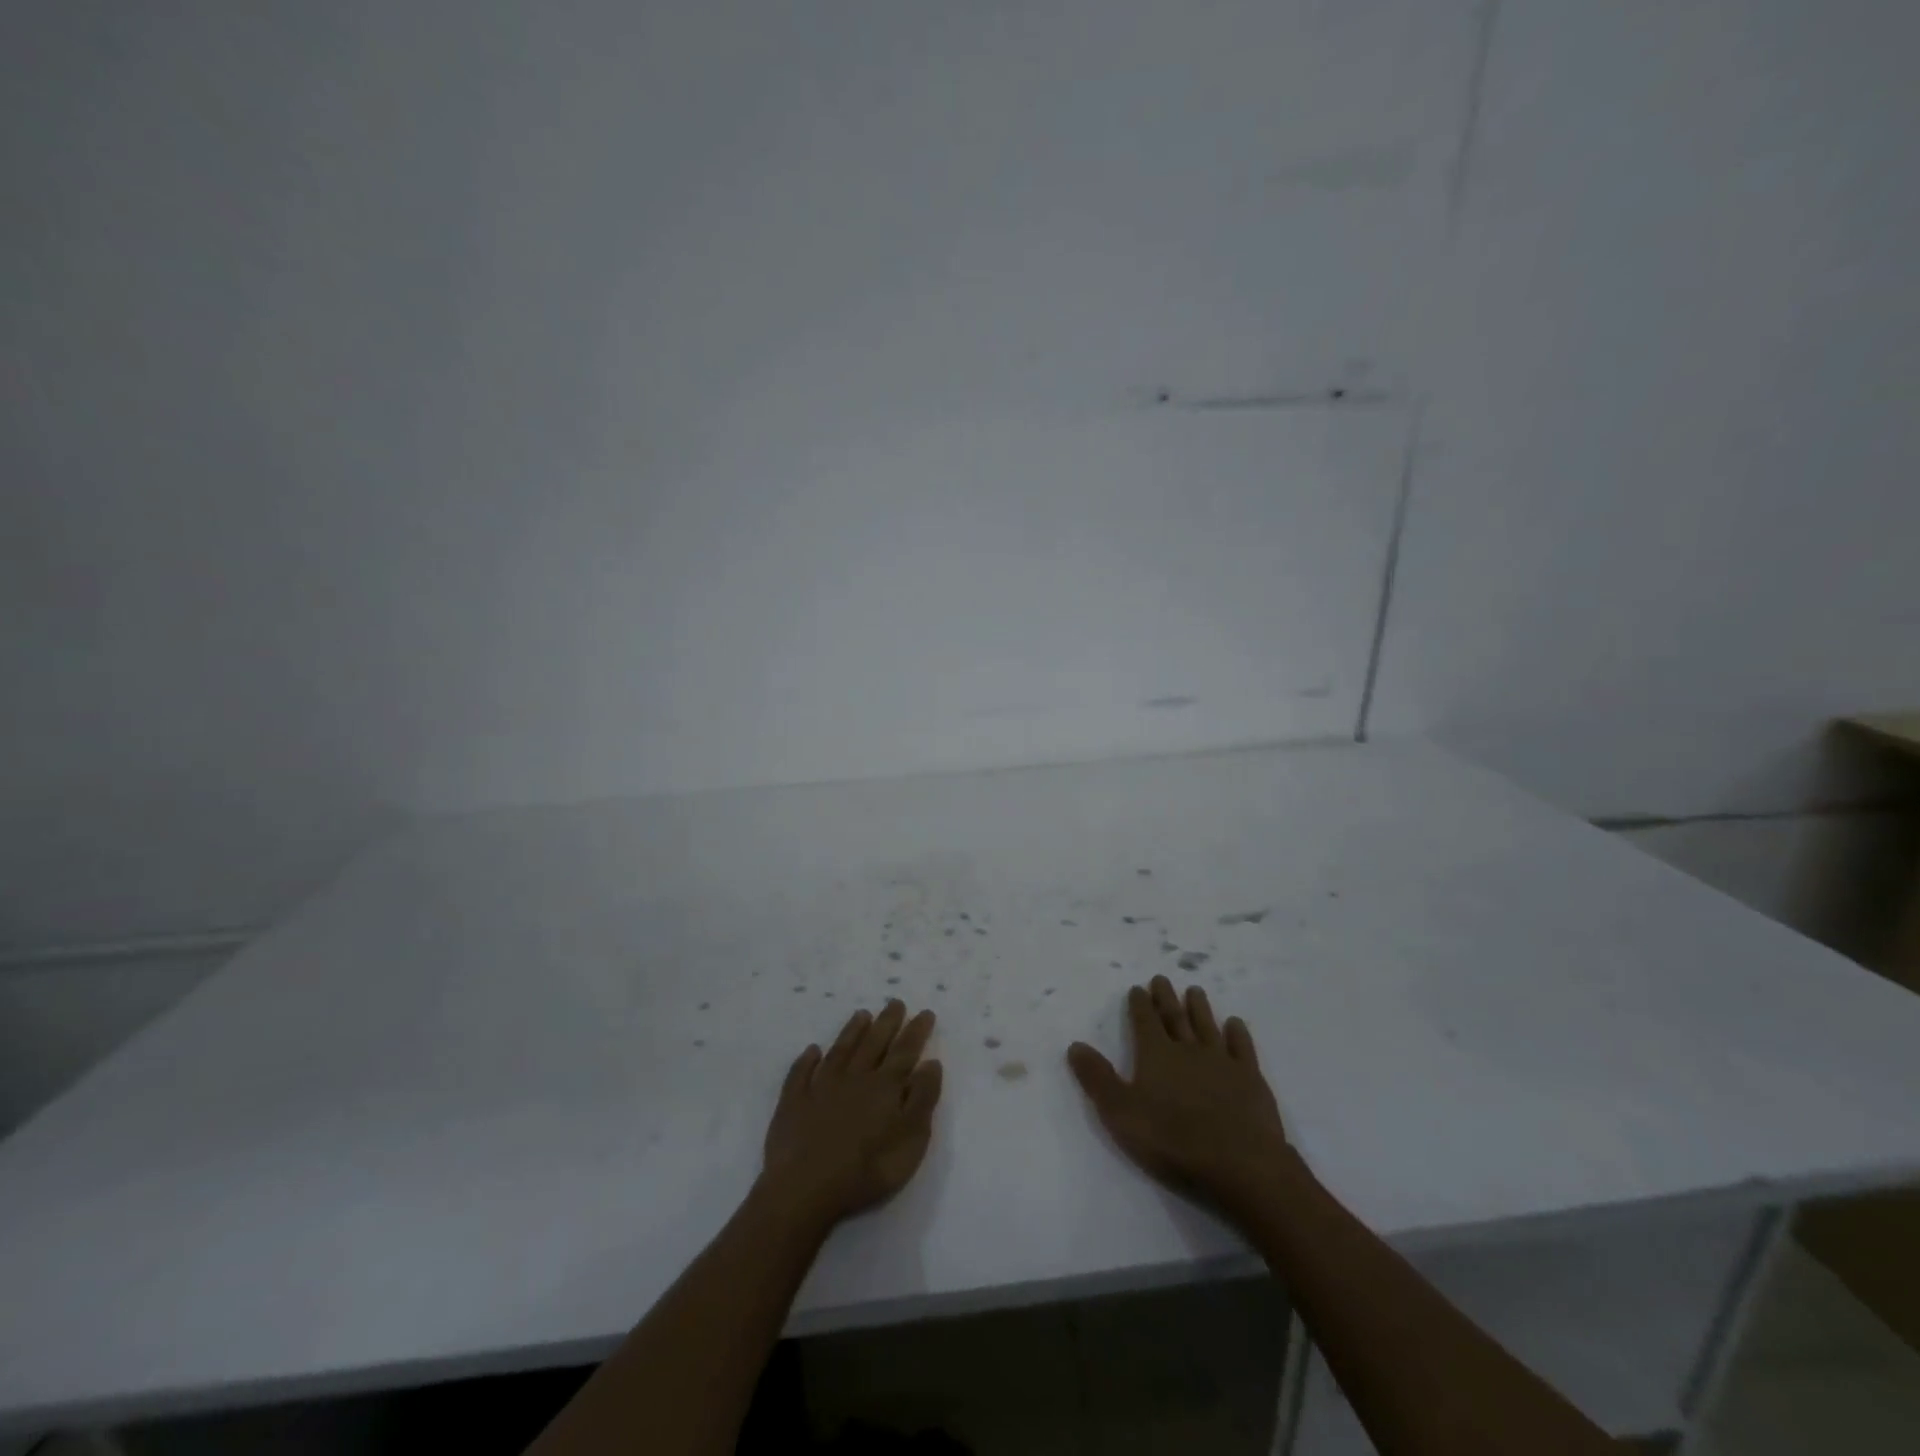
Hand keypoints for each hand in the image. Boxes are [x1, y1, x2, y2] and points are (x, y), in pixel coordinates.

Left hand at [761, 999, 942, 1224]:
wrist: (805, 1188)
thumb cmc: (866, 1169)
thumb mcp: (910, 1140)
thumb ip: (922, 1099)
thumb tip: (930, 1063)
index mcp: (884, 1087)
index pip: (904, 1052)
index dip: (916, 1031)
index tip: (925, 1012)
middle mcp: (854, 1077)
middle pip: (873, 1043)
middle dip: (887, 1022)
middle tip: (895, 1002)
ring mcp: (820, 1087)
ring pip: (840, 1051)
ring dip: (852, 1031)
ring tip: (861, 1014)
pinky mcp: (793, 1102)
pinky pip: (801, 1073)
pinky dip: (807, 1060)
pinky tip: (812, 1051)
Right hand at [1068, 976, 1290, 1217]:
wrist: (1240, 1163)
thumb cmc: (1172, 1140)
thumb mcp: (1120, 1113)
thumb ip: (1097, 1078)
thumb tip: (1075, 1045)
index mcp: (1156, 1055)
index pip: (1144, 1021)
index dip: (1139, 1004)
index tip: (1137, 988)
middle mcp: (1188, 1050)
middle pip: (1175, 1017)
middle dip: (1166, 998)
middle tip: (1162, 979)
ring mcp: (1223, 1062)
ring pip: (1207, 1026)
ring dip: (1199, 1008)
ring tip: (1195, 991)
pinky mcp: (1251, 1080)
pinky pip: (1242, 1048)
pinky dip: (1237, 1034)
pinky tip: (1235, 1024)